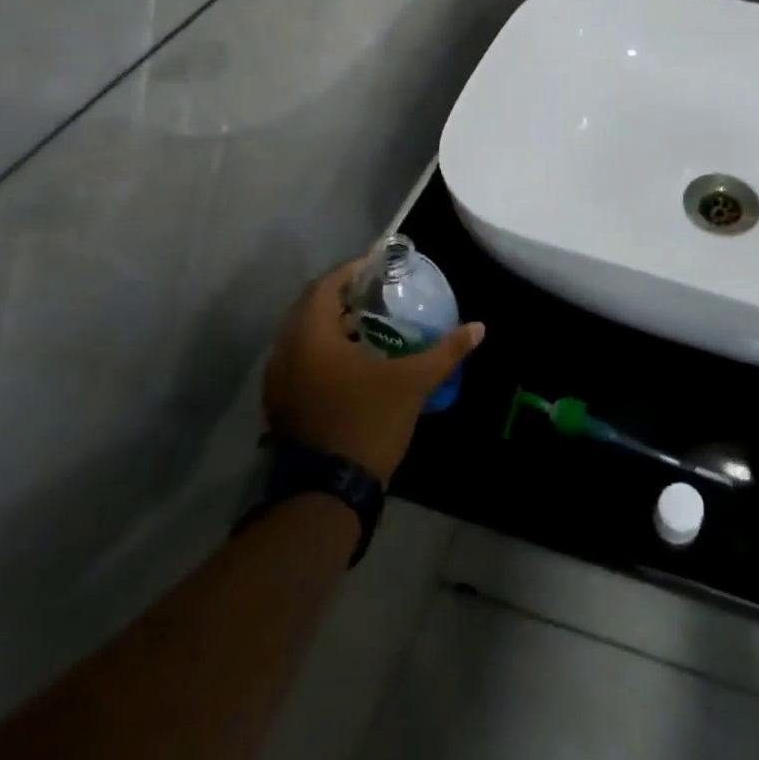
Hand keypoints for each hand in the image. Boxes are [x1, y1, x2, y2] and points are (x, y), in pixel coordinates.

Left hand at [262, 260, 484, 484]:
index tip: (379, 267)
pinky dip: (321, 350)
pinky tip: (351, 361)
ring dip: (331, 324)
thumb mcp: (413, 382)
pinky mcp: (280, 403)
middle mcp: (286, 351)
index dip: (352, 271)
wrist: (328, 492)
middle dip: (342, 296)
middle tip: (376, 293)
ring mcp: (278, 380)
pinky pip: (299, 360)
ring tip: (368, 323)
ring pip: (302, 336)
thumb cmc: (369, 422)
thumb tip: (480, 327)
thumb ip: (446, 350)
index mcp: (311, 336)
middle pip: (310, 308)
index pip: (326, 286)